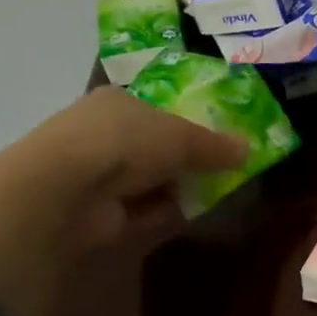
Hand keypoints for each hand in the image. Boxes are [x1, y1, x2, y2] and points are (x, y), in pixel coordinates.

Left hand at [0, 88, 246, 315]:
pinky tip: (193, 213)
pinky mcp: (101, 212)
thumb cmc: (124, 143)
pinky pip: (144, 209)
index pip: (160, 109)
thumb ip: (215, 145)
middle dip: (191, 159)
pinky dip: (166, 212)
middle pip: (159, 146)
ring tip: (220, 191)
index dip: (193, 122)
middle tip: (229, 168)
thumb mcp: (180, 136)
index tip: (223, 139)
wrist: (67, 190)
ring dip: (181, 187)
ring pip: (153, 179)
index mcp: (118, 102)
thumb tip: (249, 150)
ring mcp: (100, 175)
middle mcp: (106, 134)